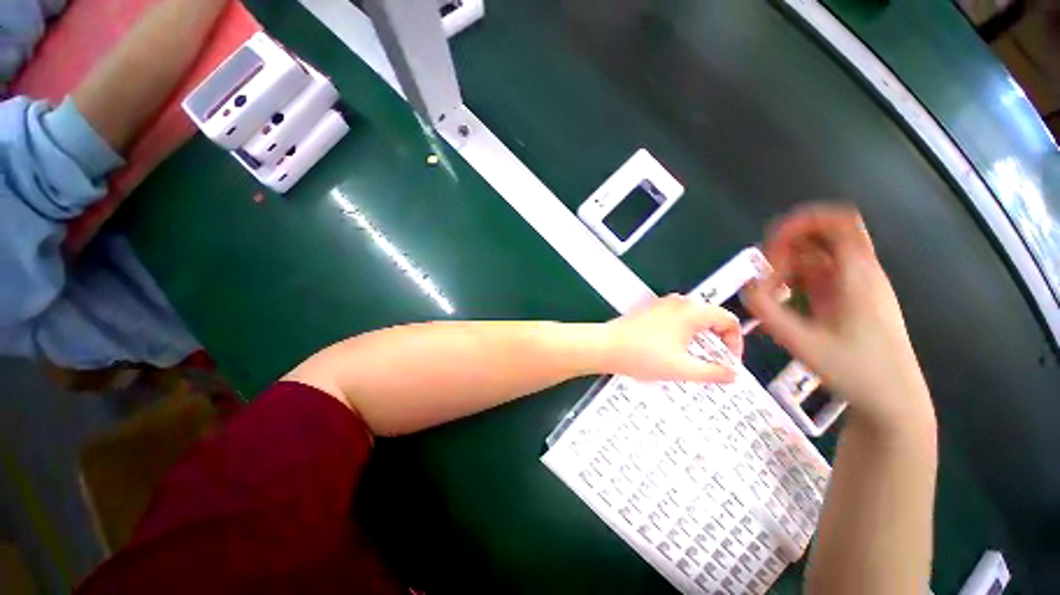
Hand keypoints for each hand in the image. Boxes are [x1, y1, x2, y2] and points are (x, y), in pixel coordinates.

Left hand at [602, 295, 742, 382]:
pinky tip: (671, 350)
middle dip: (716, 341)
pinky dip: (682, 333)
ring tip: (692, 360)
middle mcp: (678, 302)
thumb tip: (733, 374)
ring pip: (692, 319)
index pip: (728, 320)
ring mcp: (661, 304)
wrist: (605, 346)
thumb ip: (713, 373)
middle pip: (710, 318)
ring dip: (699, 338)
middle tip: (712, 364)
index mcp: (691, 311)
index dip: (735, 343)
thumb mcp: (681, 369)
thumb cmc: (643, 356)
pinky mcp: (649, 310)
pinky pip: (675, 319)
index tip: (728, 363)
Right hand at [744, 204, 931, 430]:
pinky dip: (797, 279)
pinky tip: (784, 299)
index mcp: (858, 276)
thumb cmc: (856, 372)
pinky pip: (821, 275)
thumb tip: (748, 288)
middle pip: (825, 237)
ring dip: (790, 265)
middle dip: (789, 246)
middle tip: (766, 272)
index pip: (839, 223)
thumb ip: (768, 313)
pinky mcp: (851, 300)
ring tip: (771, 290)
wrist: (894, 402)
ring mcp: (857, 287)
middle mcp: (861, 274)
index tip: (774, 238)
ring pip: (820, 257)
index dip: (805, 220)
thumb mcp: (803, 343)